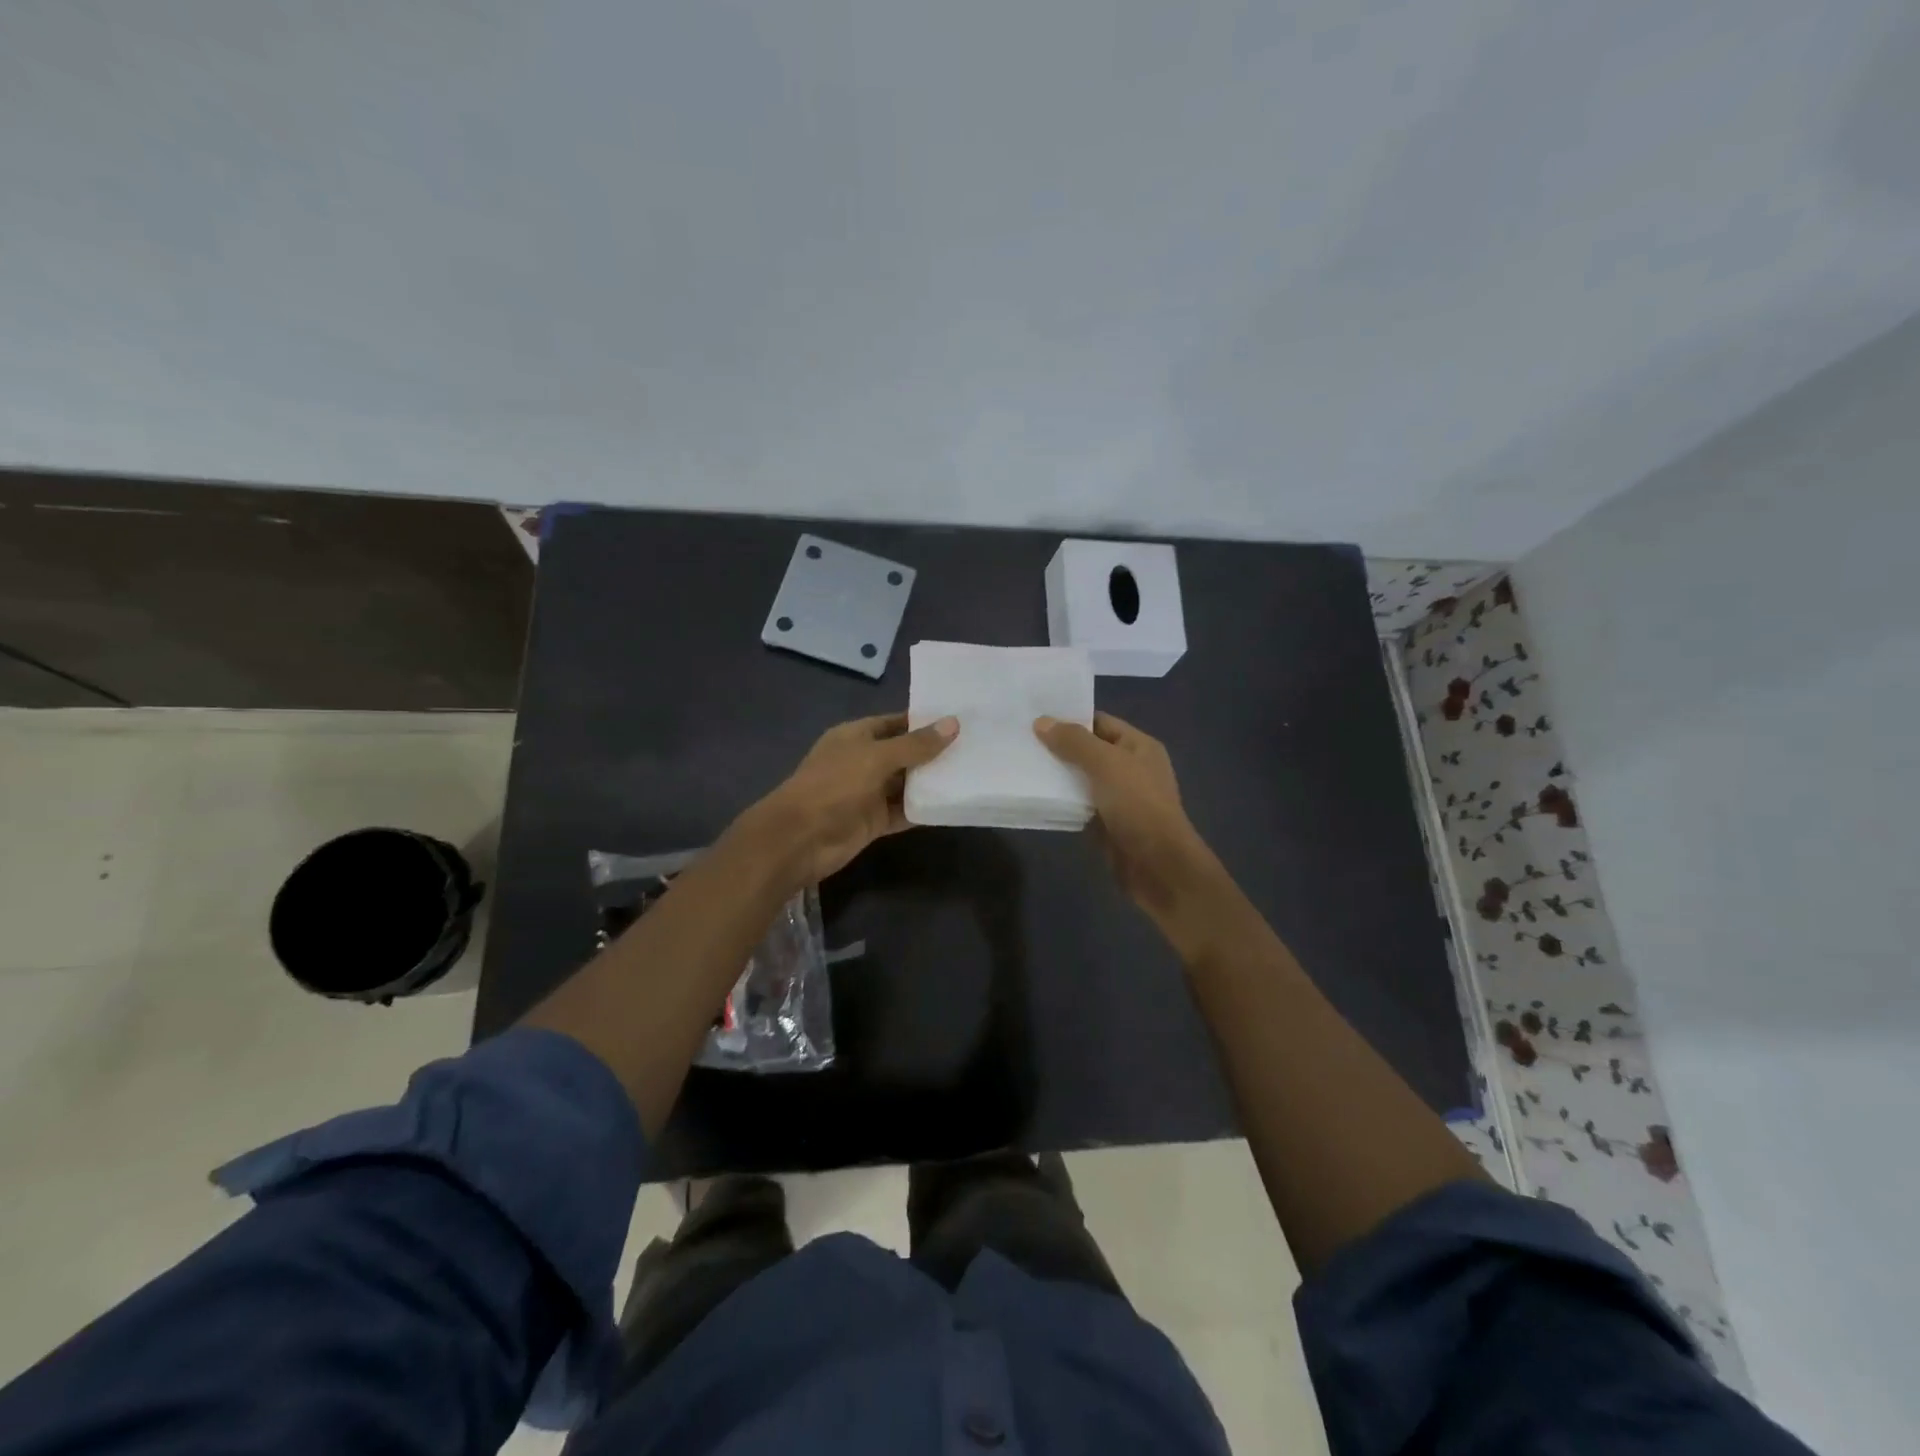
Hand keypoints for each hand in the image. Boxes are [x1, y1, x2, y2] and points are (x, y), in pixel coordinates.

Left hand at [734, 713, 957, 888]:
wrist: (800, 838)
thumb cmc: (834, 785)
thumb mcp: (876, 758)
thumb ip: (915, 744)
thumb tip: (953, 723)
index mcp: (855, 737)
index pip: (895, 723)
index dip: (924, 721)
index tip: (959, 719)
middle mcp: (862, 761)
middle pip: (903, 753)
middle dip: (933, 752)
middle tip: (975, 747)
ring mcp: (868, 793)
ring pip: (906, 784)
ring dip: (931, 781)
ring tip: (971, 773)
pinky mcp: (873, 821)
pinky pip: (904, 811)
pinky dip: (923, 808)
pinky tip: (952, 804)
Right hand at [1034, 712, 1215, 926]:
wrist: (1157, 865)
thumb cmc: (1137, 805)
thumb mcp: (1106, 764)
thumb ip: (1074, 741)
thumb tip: (1042, 722)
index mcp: (1139, 746)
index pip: (1100, 722)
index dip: (1070, 718)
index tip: (1035, 716)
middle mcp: (1130, 767)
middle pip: (1089, 750)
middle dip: (1058, 746)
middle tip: (1021, 740)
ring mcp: (1119, 797)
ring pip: (1082, 778)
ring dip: (1057, 774)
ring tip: (1021, 763)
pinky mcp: (1106, 823)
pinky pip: (1079, 804)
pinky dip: (1061, 800)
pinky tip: (1035, 794)